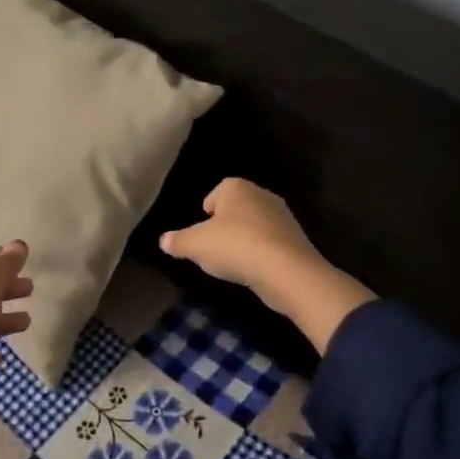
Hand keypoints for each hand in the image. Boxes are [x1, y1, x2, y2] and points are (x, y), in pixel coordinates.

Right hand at [161, 180, 373, 352]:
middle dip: (225, 227)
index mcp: (236, 187)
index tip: (201, 233)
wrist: (286, 270)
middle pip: (235, 209)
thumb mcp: (196, 245)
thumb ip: (178, 241)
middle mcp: (261, 194)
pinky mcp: (296, 239)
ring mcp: (283, 216)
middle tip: (213, 249)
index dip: (206, 213)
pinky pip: (270, 243)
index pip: (215, 194)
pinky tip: (254, 271)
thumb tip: (163, 240)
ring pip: (254, 226)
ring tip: (233, 264)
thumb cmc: (235, 247)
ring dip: (244, 241)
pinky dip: (260, 254)